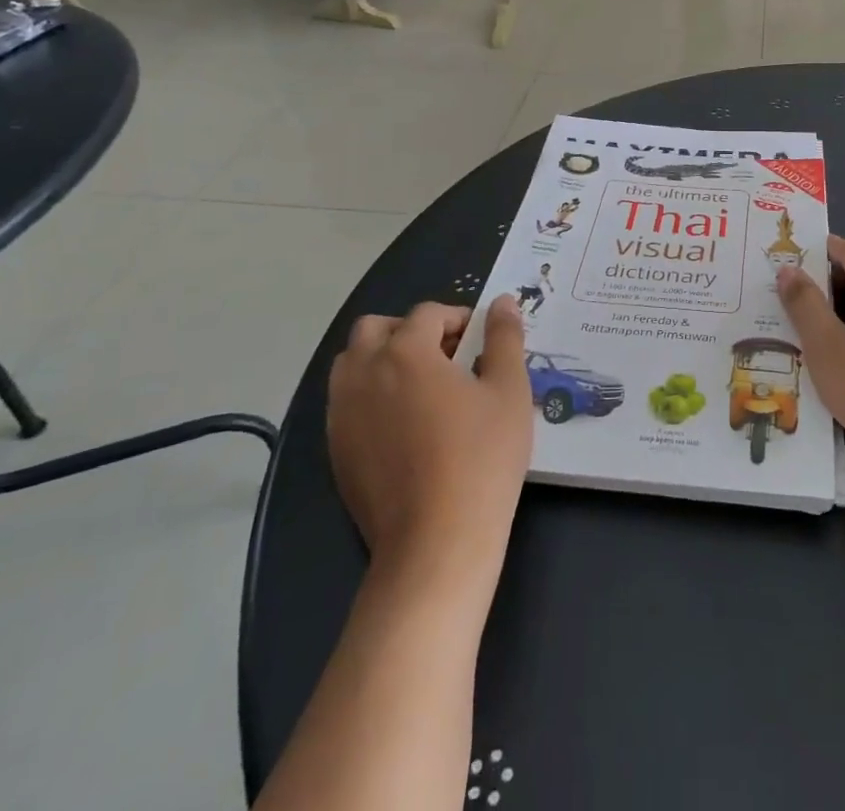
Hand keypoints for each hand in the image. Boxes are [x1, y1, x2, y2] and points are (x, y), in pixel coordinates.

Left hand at [326, 297, 532, 586]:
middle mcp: (364, 373)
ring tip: (422, 388)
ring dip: (382, 360)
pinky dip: (370, 395)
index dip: (459, 320)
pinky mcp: (336, 450)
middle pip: (375, 329)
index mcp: (405, 352)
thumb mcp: (508, 390)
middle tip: (447, 359)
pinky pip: (346, 402)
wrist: (437, 542)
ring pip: (351, 363)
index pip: (428, 313)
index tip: (481, 346)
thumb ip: (504, 338)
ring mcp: (343, 414)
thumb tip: (502, 302)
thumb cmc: (481, 457)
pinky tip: (404, 426)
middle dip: (410, 331)